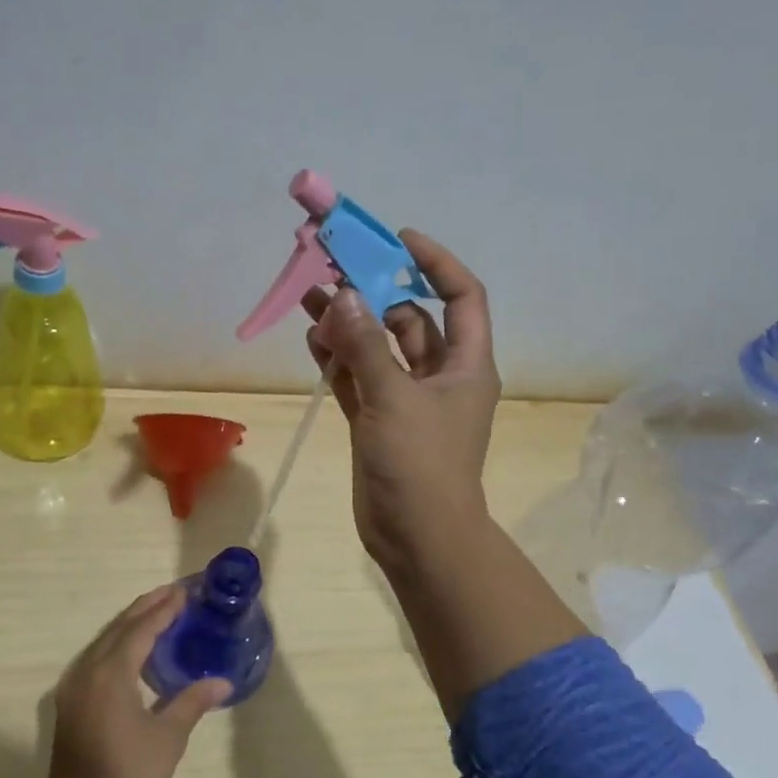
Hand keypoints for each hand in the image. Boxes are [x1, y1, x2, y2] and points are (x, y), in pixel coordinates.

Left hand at [22, 585, 230, 777]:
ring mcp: (72, 689)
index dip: (162, 610)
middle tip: (171, 594)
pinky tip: (131, 652)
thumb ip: (191, 701)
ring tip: (155, 614)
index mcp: (110, 675)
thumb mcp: (168, 738)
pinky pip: (94, 660)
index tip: (182, 593)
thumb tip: (222, 682)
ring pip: (102, 643)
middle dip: (144, 609)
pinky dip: (115, 647)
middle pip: (117, 630)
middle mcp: (86, 673)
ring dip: (128, 626)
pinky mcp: (69, 706)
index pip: (139, 630)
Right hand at [302, 229, 501, 576]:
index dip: (435, 262)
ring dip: (350, 325)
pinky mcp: (379, 422)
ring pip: (378, 349)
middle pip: (410, 320)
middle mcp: (439, 376)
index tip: (397, 240)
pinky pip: (359, 379)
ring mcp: (407, 400)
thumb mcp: (394, 398)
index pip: (461, 296)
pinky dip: (339, 360)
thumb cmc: (420, 464)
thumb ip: (364, 346)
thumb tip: (342, 295)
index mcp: (465, 365)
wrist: (417, 538)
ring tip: (312, 297)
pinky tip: (312, 339)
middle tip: (335, 268)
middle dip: (376, 294)